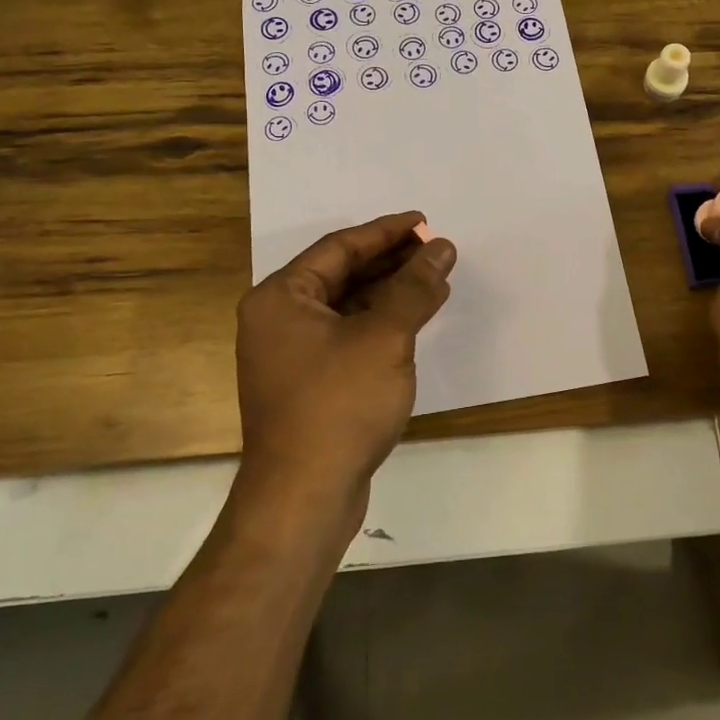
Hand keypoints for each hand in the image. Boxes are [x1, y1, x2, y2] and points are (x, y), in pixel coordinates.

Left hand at [235, 212, 456, 510]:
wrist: (305, 498)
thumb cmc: (339, 405)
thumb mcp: (384, 337)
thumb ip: (414, 287)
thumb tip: (441, 248)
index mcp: (281, 298)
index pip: (339, 247)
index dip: (385, 232)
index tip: (424, 222)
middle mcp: (278, 319)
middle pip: (341, 274)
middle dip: (391, 261)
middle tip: (435, 250)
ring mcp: (291, 354)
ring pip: (347, 307)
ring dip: (390, 292)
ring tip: (435, 281)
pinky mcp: (308, 384)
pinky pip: (347, 336)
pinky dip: (380, 324)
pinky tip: (414, 321)